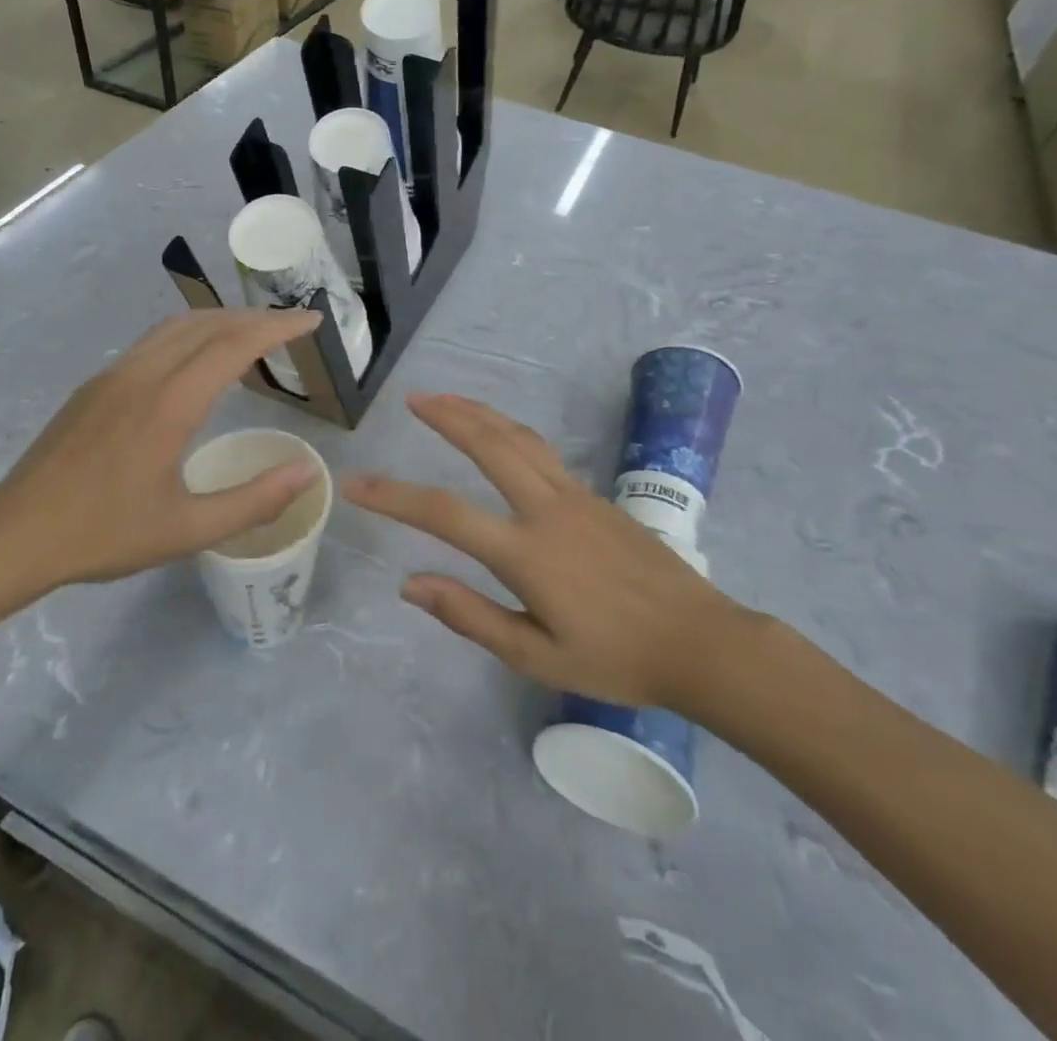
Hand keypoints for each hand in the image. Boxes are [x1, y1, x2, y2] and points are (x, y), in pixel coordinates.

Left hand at [0, 309, 322, 595]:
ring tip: (253, 335)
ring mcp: (113, 375)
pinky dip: (192, 335)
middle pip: (208, 324)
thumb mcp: (187, 530)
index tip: (312, 321)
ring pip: (177, 327)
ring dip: (221, 321)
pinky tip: (199, 360)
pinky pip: (153, 342)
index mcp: (168, 404)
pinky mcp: (95, 385)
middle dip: (256, 318)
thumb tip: (308, 472)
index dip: (278, 327)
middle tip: (293, 326)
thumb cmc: (104, 535)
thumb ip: (254, 501)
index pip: (234, 344)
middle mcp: (141, 375)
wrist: (14, 536)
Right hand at [345, 394, 764, 713]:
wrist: (700, 642)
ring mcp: (576, 497)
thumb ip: (471, 616)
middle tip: (415, 398)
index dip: (394, 496)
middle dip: (448, 416)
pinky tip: (500, 436)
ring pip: (520, 438)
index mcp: (527, 553)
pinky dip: (510, 432)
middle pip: (489, 445)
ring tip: (448, 400)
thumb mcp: (537, 656)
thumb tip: (410, 584)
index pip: (445, 514)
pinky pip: (543, 452)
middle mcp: (548, 510)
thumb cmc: (616, 660)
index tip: (356, 484)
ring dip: (480, 413)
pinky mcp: (596, 497)